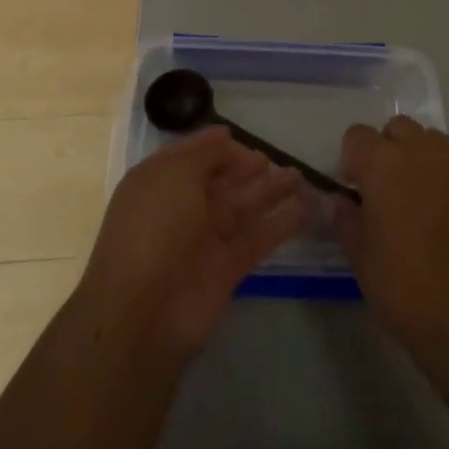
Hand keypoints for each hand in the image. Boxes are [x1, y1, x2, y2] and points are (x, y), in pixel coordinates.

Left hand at [77, 125, 308, 362]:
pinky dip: (279, 224)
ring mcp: (204, 240)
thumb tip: (223, 135)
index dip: (214, 147)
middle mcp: (181, 209)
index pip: (190, 158)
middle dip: (244, 168)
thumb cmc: (154, 227)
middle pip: (219, 182)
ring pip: (241, 208)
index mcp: (159, 183)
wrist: (144, 312)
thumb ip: (204, 153)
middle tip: (273, 157)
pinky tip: (304, 208)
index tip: (240, 135)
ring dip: (269, 191)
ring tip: (299, 175)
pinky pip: (256, 239)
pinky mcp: (226, 269)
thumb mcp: (174, 175)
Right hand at [334, 115, 448, 365]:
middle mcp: (424, 153)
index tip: (354, 190)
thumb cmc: (406, 290)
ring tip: (419, 202)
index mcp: (384, 164)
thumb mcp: (361, 258)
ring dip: (420, 160)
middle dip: (387, 149)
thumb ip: (346, 219)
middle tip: (386, 191)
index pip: (357, 135)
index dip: (352, 160)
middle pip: (398, 128)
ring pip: (433, 143)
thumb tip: (341, 200)